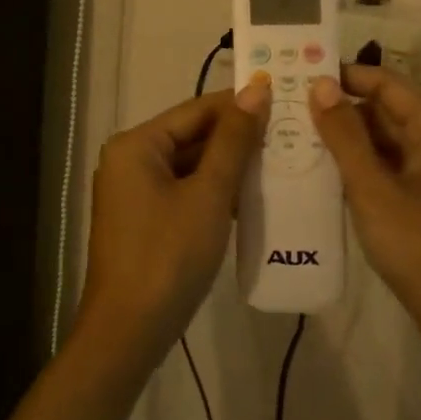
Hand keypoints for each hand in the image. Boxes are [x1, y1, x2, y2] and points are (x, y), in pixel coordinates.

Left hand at [78, 76, 269, 355]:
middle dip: (238, 137)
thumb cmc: (168, 255)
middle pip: (191, 135)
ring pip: (190, 164)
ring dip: (230, 165)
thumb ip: (233, 141)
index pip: (196, 109)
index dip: (240, 105)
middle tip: (291, 133)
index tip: (285, 100)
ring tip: (281, 160)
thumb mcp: (208, 195)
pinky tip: (252, 195)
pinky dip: (214, 191)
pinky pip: (184, 190)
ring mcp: (134, 190)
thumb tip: (256, 88)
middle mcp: (129, 159)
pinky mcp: (144, 218)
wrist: (129, 331)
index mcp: (136, 144)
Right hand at [309, 65, 420, 352]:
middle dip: (340, 109)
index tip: (301, 75)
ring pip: (385, 144)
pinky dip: (358, 169)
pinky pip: (388, 172)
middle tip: (289, 111)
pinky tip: (323, 178)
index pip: (387, 83)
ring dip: (346, 141)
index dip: (346, 75)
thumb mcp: (373, 190)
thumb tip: (320, 84)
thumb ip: (345, 136)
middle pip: (386, 112)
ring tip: (295, 140)